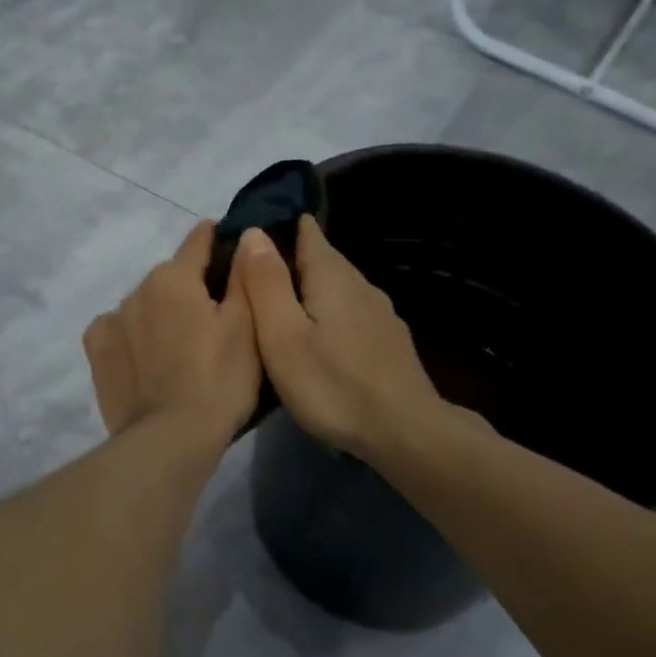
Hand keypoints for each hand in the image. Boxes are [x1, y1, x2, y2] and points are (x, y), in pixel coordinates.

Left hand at [83, 221, 261, 447]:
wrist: (170, 439)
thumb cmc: (219, 380)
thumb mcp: (247, 327)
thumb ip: (245, 275)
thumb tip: (244, 236)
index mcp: (175, 277)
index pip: (197, 240)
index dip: (216, 240)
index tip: (229, 248)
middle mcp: (137, 289)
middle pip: (170, 277)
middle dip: (189, 288)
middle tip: (211, 319)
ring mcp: (111, 321)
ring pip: (143, 304)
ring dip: (159, 313)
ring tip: (178, 348)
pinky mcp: (96, 352)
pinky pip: (117, 330)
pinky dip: (131, 336)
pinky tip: (144, 359)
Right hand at [235, 216, 450, 461]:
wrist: (405, 431)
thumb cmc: (333, 384)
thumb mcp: (283, 336)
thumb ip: (266, 283)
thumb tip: (253, 232)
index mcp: (331, 275)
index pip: (306, 230)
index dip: (279, 225)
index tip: (250, 236)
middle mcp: (360, 284)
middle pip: (322, 260)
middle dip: (290, 261)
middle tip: (253, 279)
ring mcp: (380, 313)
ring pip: (337, 289)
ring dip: (310, 291)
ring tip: (281, 309)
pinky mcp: (389, 341)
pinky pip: (351, 314)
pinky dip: (330, 316)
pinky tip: (320, 339)